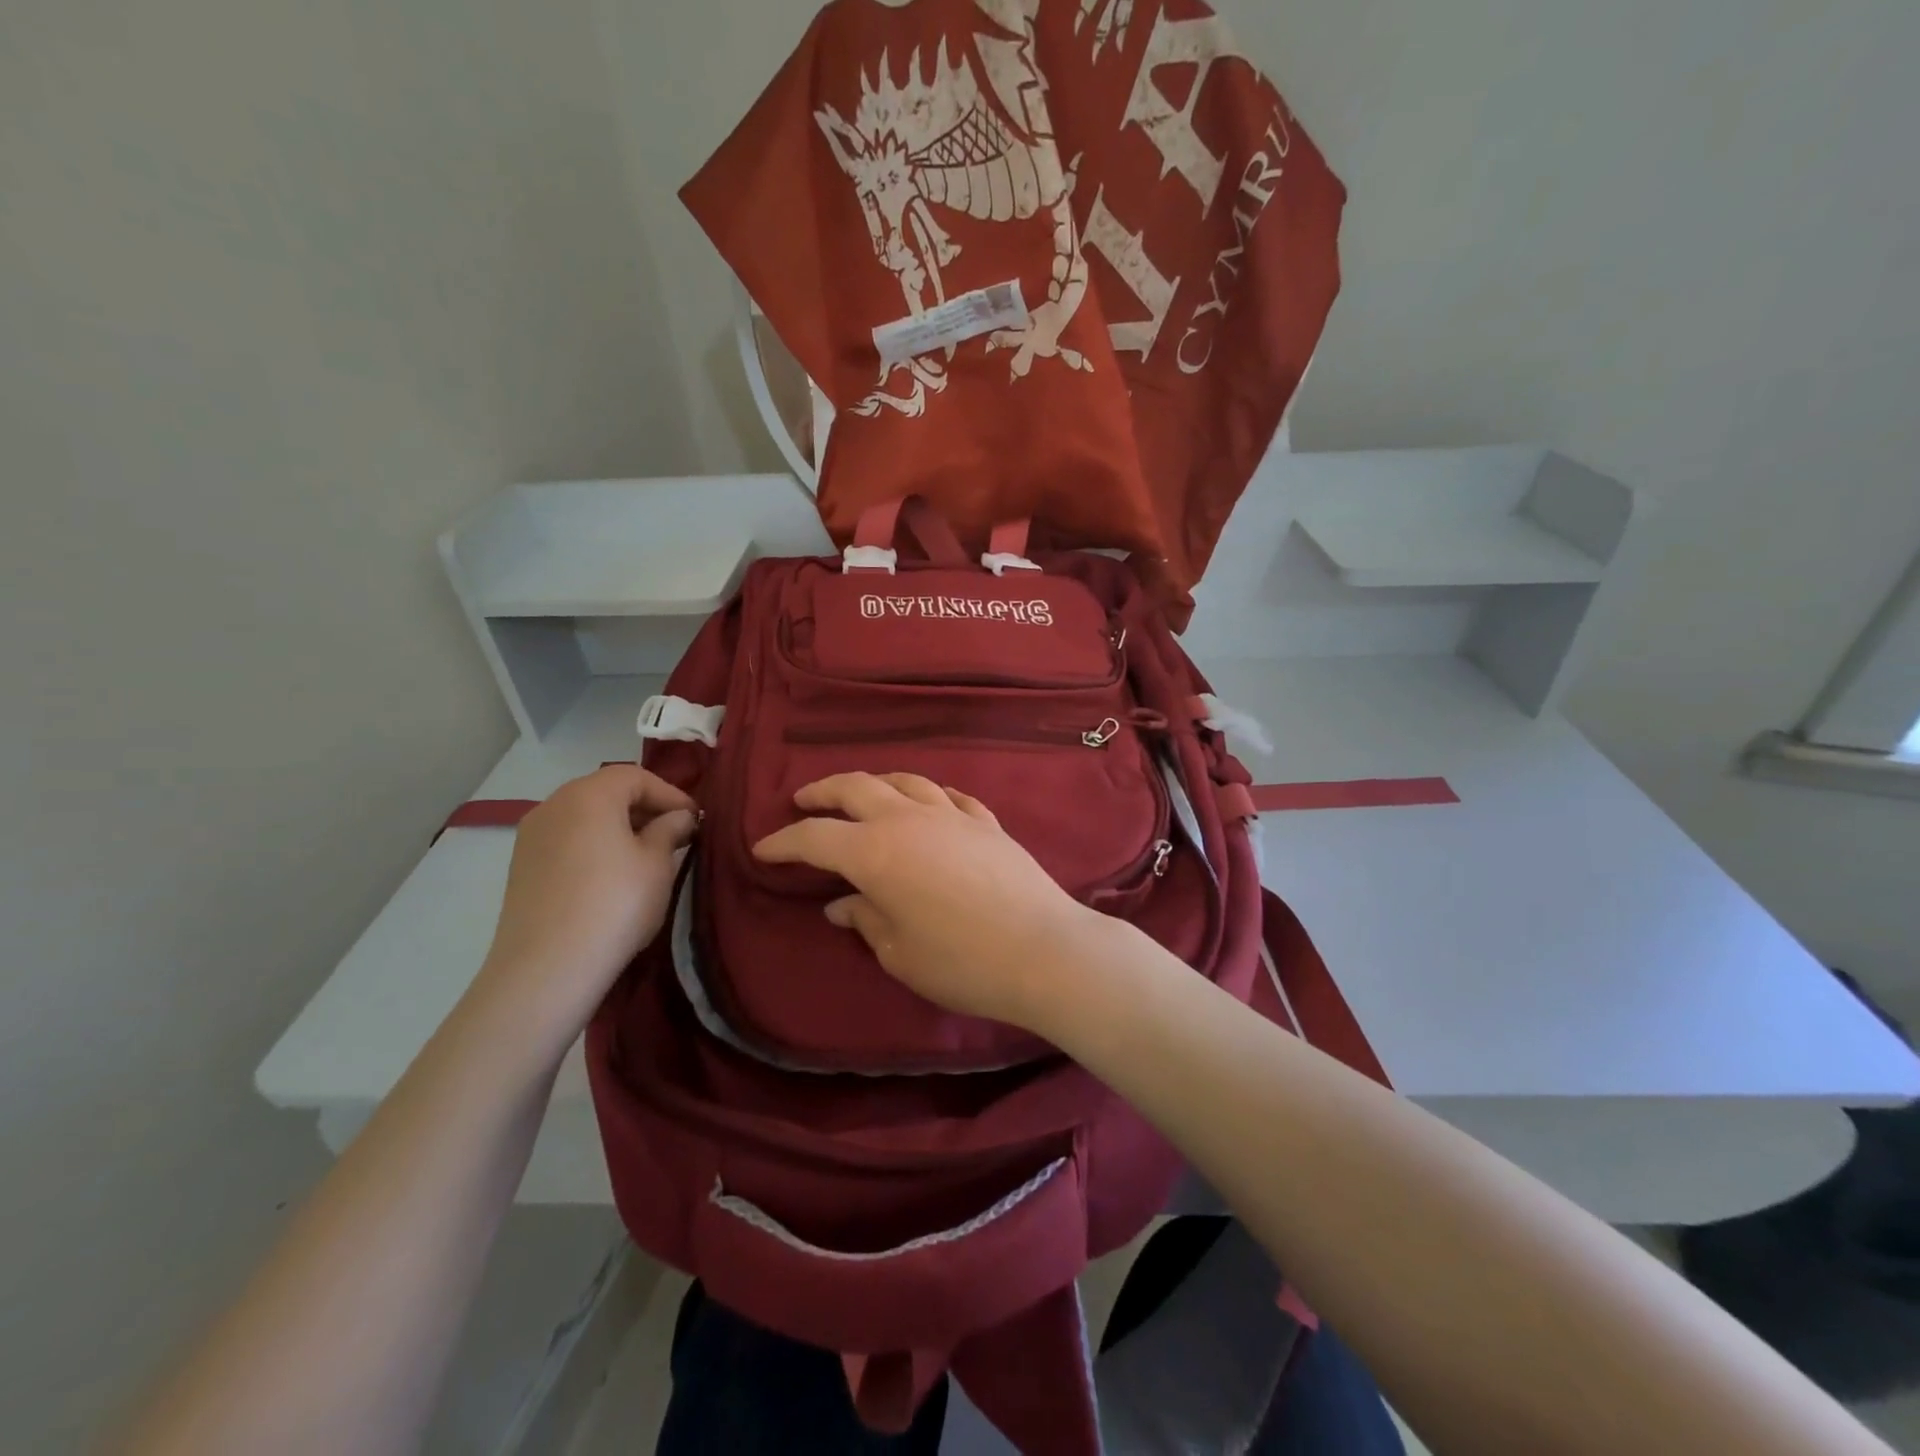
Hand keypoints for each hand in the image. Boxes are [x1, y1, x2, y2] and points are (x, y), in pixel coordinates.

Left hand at [475, 765, 695, 1036]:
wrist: (547, 968)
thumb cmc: (615, 903)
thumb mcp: (657, 863)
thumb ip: (670, 829)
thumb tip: (678, 817)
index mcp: (588, 795)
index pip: (636, 776)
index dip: (671, 794)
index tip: (695, 820)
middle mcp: (553, 804)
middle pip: (607, 791)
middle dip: (645, 808)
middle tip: (676, 835)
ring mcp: (532, 836)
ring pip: (586, 816)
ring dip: (620, 827)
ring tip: (648, 855)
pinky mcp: (522, 866)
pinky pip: (568, 840)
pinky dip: (595, 845)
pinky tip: (614, 875)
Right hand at [752, 772, 1095, 1029]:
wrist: (1043, 950)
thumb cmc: (962, 961)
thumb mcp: (900, 953)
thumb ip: (866, 920)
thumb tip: (841, 905)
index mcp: (875, 852)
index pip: (815, 838)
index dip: (784, 842)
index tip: (763, 849)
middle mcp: (908, 820)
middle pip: (856, 788)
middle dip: (822, 792)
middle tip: (803, 801)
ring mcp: (952, 815)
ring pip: (904, 781)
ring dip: (874, 784)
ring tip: (862, 794)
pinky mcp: (986, 822)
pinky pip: (948, 796)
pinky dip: (927, 796)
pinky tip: (927, 804)